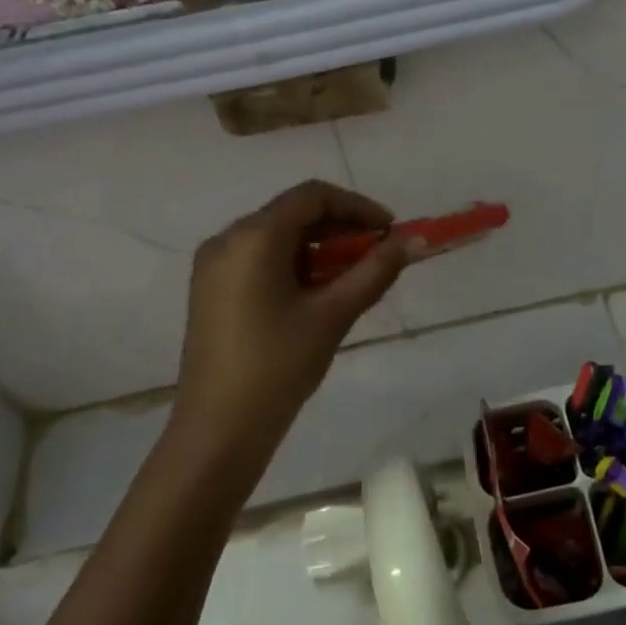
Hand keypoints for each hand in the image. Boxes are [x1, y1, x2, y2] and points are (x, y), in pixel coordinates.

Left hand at [172, 181, 414, 463]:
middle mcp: (228, 239)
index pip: (313, 196)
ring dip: (319, 247)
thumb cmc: (279, 365)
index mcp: (254, 237)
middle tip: (378, 254)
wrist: (218, 428)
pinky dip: (294, 263)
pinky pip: (259, 258)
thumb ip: (376, 270)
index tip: (391, 231)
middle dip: (340, 227)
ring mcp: (214, 265)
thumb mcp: (334, 314)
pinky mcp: (211, 289)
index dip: (358, 207)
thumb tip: (414, 241)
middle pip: (293, 213)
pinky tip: (317, 293)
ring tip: (353, 277)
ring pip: (277, 237)